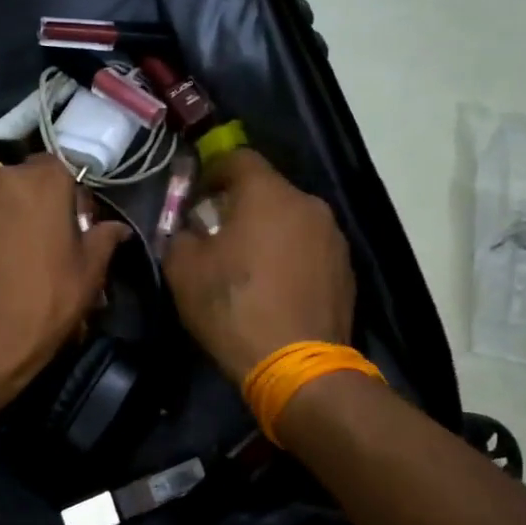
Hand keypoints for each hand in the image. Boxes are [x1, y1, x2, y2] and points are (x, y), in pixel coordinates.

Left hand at [0, 154, 128, 412]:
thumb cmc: (41, 305)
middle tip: (32, 244)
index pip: (56, 167)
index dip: (63, 194)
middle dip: (26, 204)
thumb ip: (103, 240)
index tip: (65, 224)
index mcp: (41, 182)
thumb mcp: (87, 277)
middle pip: (17, 182)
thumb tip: (118, 228)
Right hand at [163, 149, 354, 383]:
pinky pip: (309, 248)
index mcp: (267, 194)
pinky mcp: (346, 269)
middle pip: (268, 190)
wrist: (297, 366)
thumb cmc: (233, 307)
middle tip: (217, 233)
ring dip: (268, 231)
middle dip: (240, 205)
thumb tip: (188, 228)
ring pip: (291, 219)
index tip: (196, 196)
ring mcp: (333, 237)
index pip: (238, 157)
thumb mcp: (183, 270)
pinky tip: (275, 287)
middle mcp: (307, 204)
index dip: (212, 172)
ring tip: (248, 264)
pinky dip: (290, 256)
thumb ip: (179, 234)